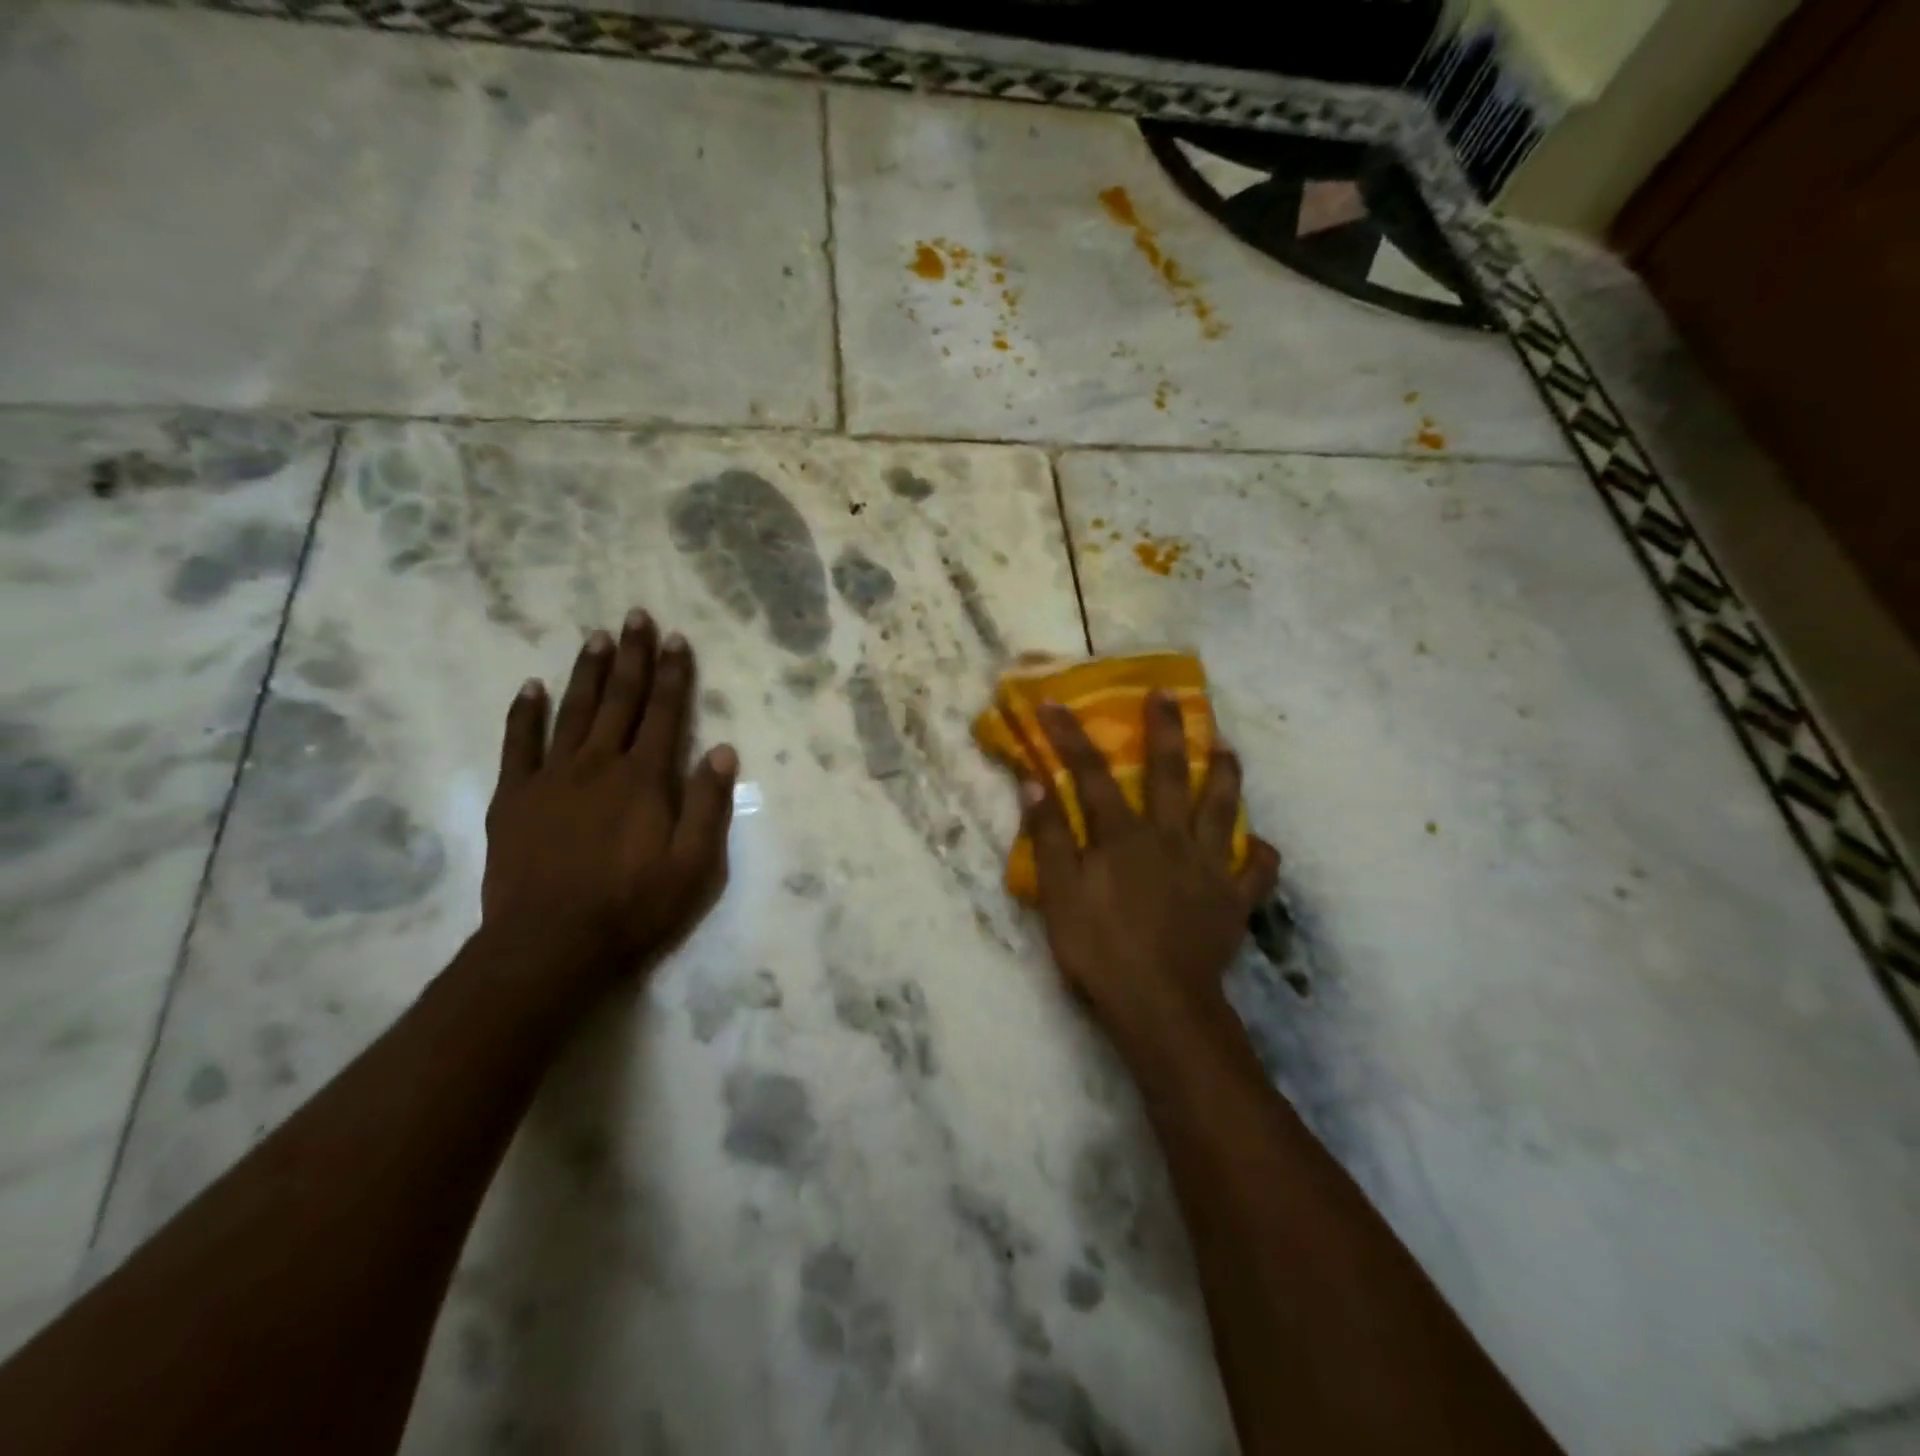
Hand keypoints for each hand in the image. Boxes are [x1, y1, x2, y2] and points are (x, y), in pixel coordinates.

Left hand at [482, 610, 736, 983]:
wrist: (550, 946)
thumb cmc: (634, 907)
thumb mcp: (694, 866)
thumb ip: (708, 804)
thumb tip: (723, 750)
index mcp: (644, 779)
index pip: (665, 714)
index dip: (673, 674)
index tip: (676, 639)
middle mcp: (599, 764)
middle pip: (620, 700)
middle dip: (632, 657)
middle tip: (635, 616)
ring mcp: (552, 778)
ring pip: (573, 711)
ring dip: (587, 672)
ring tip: (595, 637)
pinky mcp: (515, 798)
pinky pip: (519, 744)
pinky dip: (525, 713)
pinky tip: (530, 687)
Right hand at [1023, 693, 1278, 1061]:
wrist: (1162, 1005)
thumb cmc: (1100, 949)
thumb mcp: (1058, 895)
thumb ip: (1048, 837)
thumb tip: (1034, 783)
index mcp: (1123, 836)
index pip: (1091, 774)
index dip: (1070, 736)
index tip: (1054, 702)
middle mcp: (1170, 838)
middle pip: (1169, 773)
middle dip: (1165, 730)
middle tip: (1168, 695)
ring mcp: (1209, 866)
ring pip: (1223, 807)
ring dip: (1224, 772)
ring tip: (1226, 746)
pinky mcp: (1235, 899)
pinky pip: (1257, 869)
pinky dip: (1260, 853)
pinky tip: (1258, 844)